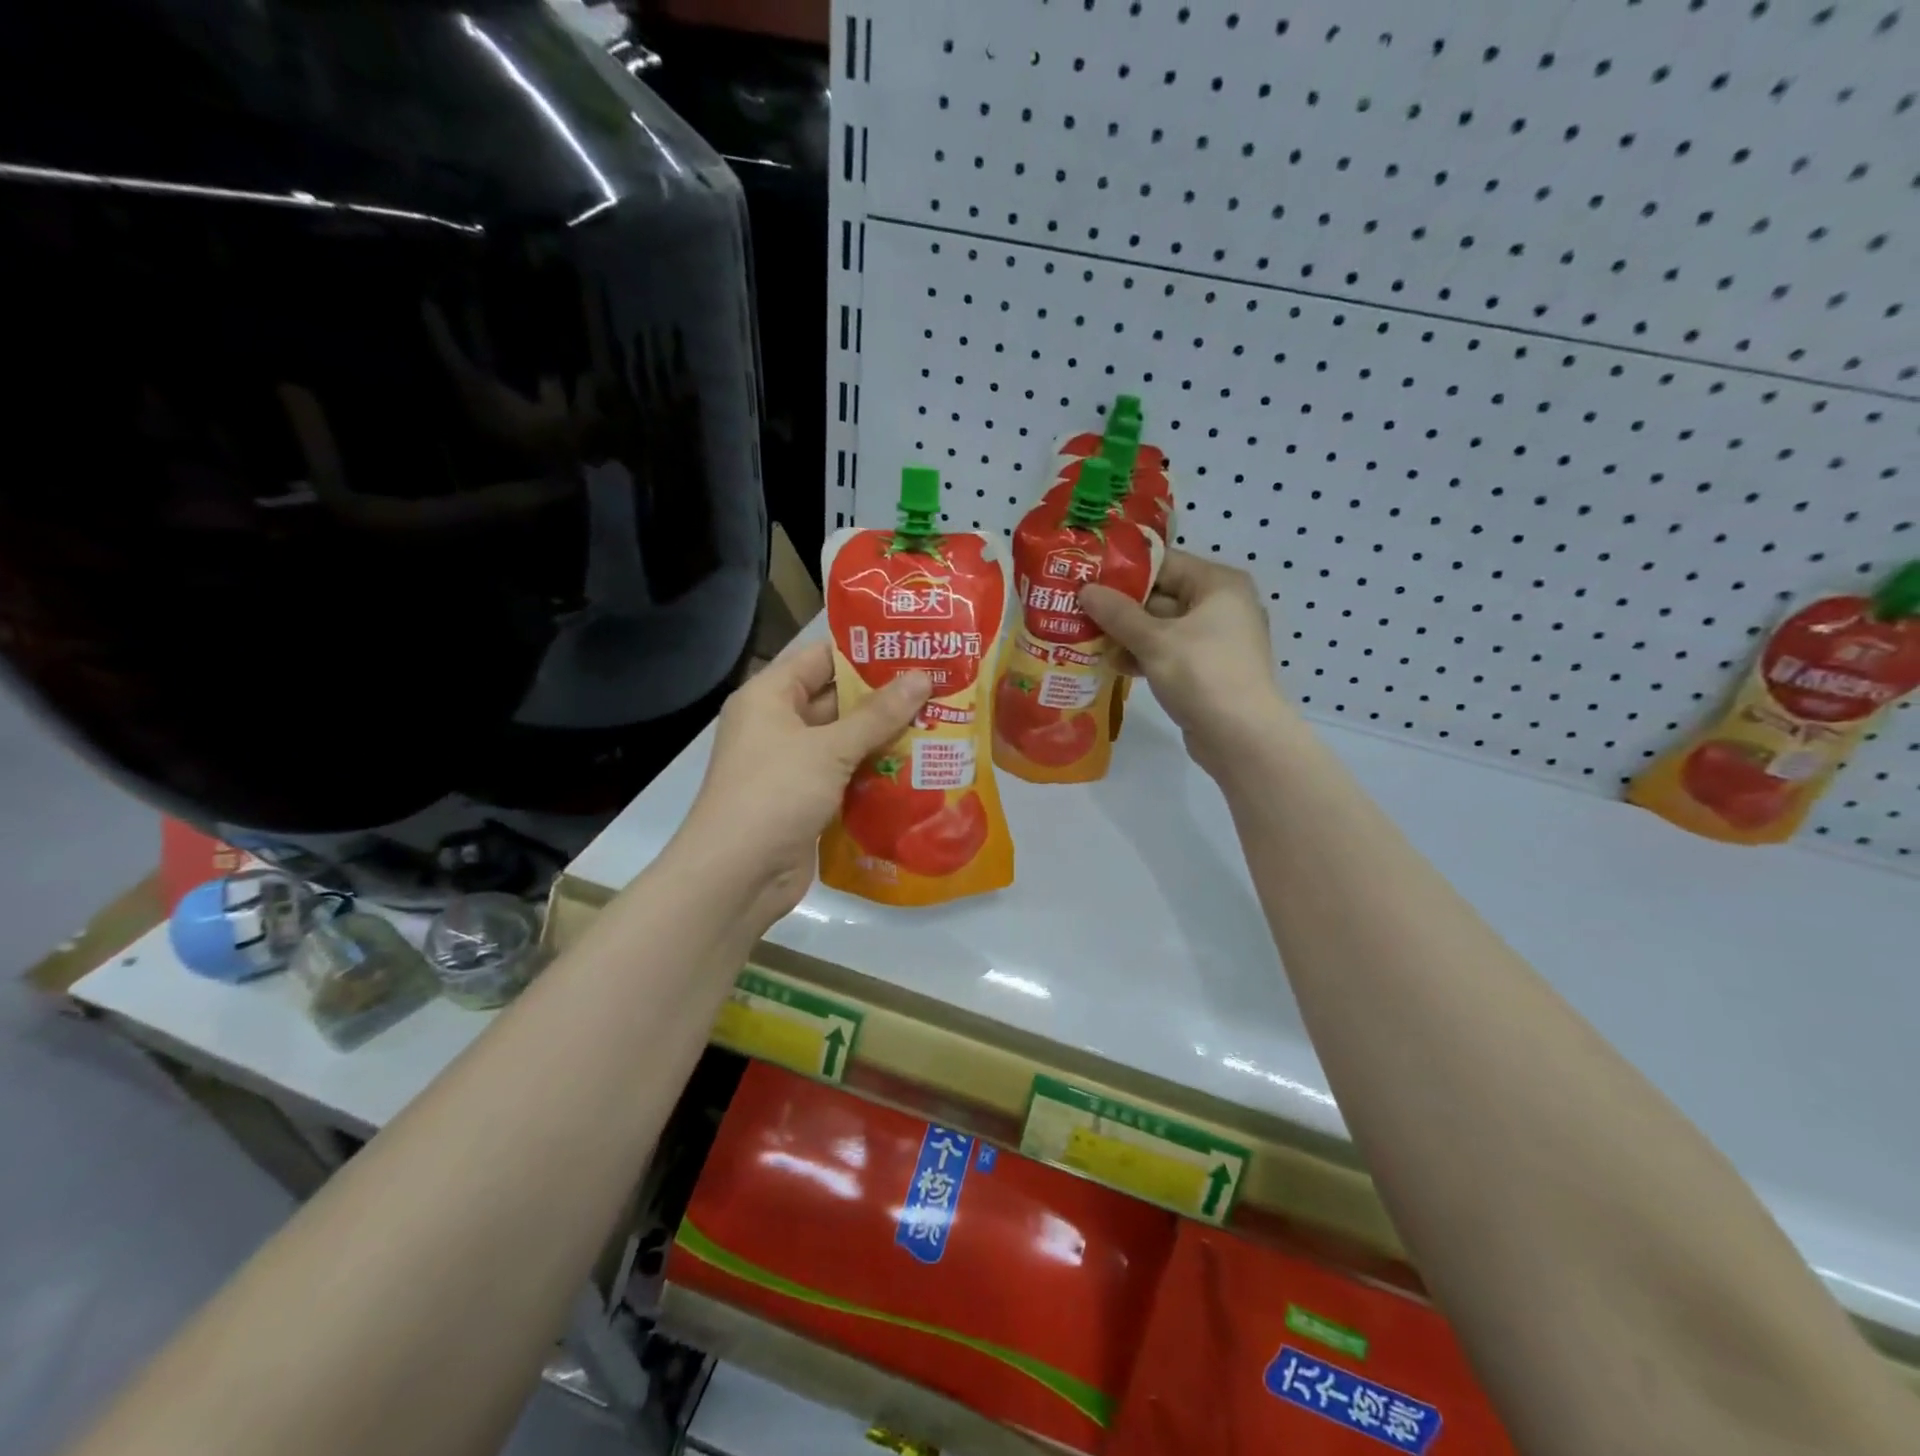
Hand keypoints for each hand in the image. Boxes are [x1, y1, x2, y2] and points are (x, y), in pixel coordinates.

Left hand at [677, 640, 931, 925]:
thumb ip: (877, 714)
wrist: (736, 877)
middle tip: (939, 686)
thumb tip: (922, 678)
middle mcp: (778, 724)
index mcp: (769, 696)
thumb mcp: (829, 748)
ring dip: (886, 736)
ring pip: (845, 740)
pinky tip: (919, 767)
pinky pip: (846, 775)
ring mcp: (792, 765)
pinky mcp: (806, 800)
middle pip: (836, 699)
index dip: (865, 650)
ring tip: (940, 721)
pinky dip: (876, 771)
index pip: (821, 657)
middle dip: (885, 696)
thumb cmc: (775, 794)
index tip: (914, 646)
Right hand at [1079, 550, 1295, 775]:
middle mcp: (1221, 605)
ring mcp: (1215, 639)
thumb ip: (1118, 613)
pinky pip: (1169, 652)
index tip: (1087, 576)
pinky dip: (1143, 656)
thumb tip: (1086, 590)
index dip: (1124, 570)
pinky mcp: (1207, 669)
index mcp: (1218, 584)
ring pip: (1162, 627)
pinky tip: (1113, 664)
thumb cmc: (1202, 674)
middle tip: (1078, 609)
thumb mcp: (1154, 641)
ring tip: (1086, 638)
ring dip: (1127, 634)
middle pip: (1162, 595)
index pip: (1164, 563)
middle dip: (1121, 606)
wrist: (1241, 737)